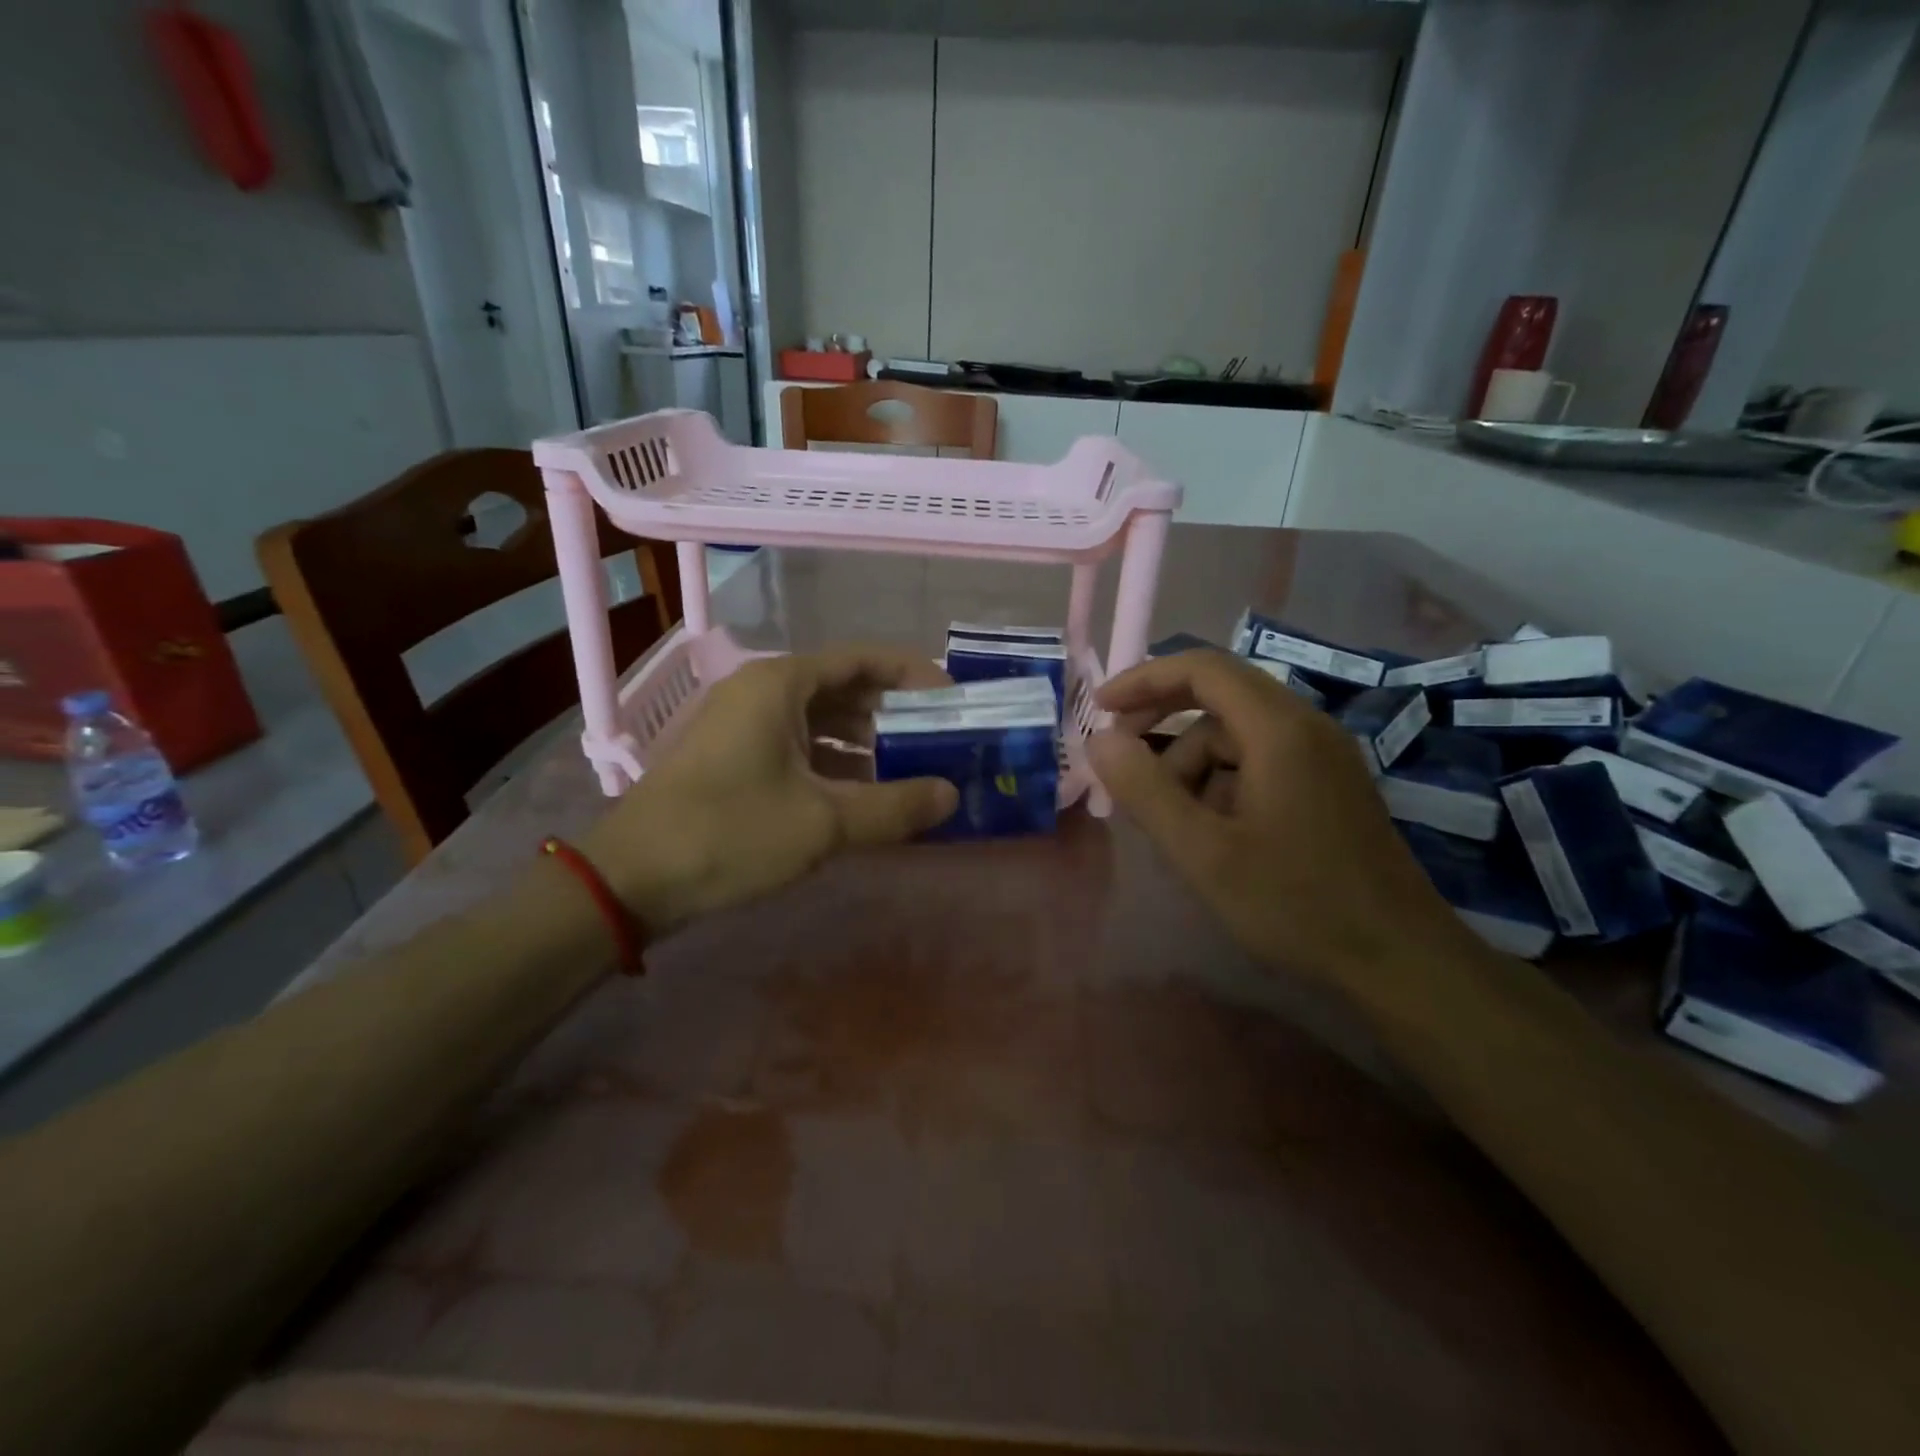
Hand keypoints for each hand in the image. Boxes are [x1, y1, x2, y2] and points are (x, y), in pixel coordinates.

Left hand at [579, 648, 957, 933]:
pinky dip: (834, 764)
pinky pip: (798, 746)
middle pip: (843, 688)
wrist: (630, 879)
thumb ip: (894, 807)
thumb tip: (951, 796)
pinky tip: (862, 795)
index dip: (913, 675)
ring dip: (865, 742)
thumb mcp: (823, 823)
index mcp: (781, 684)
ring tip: (911, 770)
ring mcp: (743, 724)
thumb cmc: (729, 833)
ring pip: (820, 720)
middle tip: (940, 741)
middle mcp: (762, 691)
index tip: (952, 700)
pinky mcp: (734, 757)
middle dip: (893, 713)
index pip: (863, 659)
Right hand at [1086, 650, 1480, 984]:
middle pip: (1219, 698)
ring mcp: (1323, 756)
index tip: (1101, 708)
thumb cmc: (1295, 903)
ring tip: (1170, 820)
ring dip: (1192, 764)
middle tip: (1123, 763)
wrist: (1399, 960)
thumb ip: (1145, 790)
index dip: (1144, 679)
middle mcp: (1306, 727)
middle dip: (1163, 724)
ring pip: (1236, 735)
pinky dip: (1221, 782)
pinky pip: (1259, 761)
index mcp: (1279, 729)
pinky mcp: (1328, 785)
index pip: (1203, 669)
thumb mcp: (1203, 852)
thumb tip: (1100, 739)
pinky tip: (1210, 831)